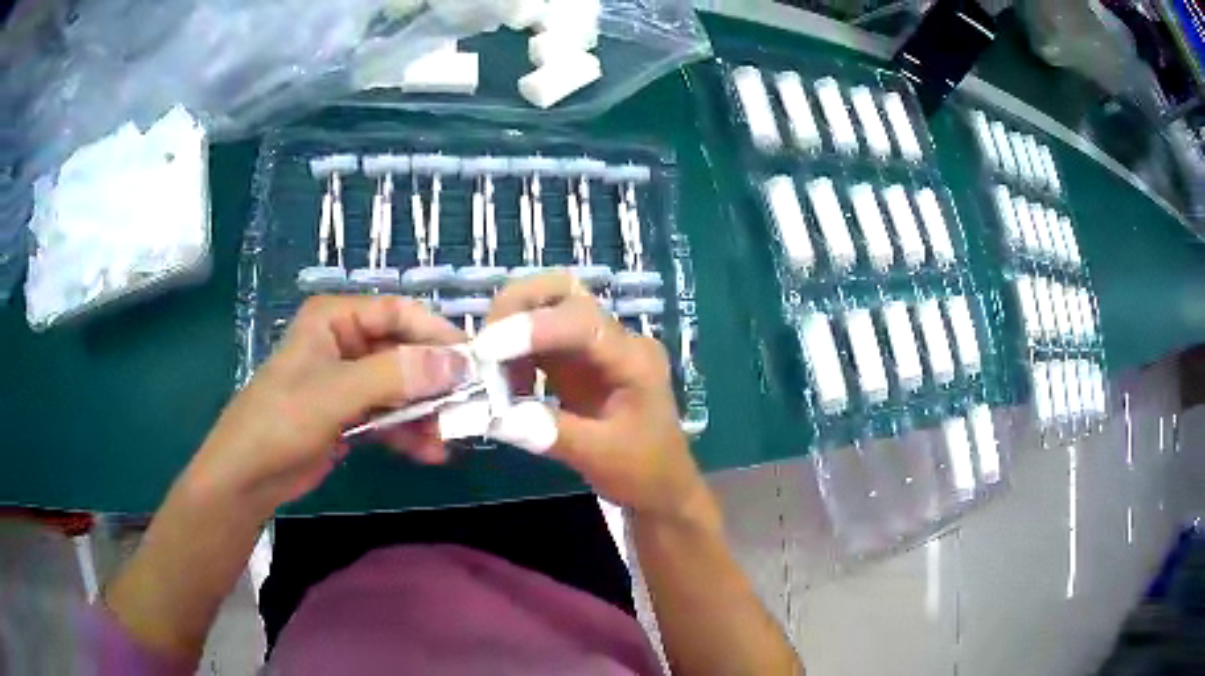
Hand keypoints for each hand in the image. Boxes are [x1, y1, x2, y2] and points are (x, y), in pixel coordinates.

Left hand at [184, 295, 467, 513]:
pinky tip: (430, 453)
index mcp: (335, 319)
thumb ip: (394, 376)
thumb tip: (456, 363)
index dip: (436, 335)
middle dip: (434, 382)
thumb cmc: (280, 421)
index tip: (473, 363)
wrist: (248, 476)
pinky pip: (390, 416)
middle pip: (404, 352)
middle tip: (468, 408)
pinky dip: (410, 433)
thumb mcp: (335, 394)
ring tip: (449, 439)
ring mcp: (349, 381)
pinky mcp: (351, 414)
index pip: (397, 314)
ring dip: (426, 413)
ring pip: (401, 388)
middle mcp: (345, 343)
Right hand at [475, 272, 710, 522]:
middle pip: (562, 291)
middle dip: (517, 306)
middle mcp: (614, 339)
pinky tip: (500, 380)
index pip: (581, 321)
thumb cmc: (644, 472)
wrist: (661, 486)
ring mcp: (593, 347)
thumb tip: (495, 416)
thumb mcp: (601, 458)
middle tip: (484, 348)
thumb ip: (551, 433)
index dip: (532, 328)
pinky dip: (510, 350)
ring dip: (508, 327)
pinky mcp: (574, 361)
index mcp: (633, 358)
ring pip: (545, 308)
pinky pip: (536, 339)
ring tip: (488, 370)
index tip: (487, 350)